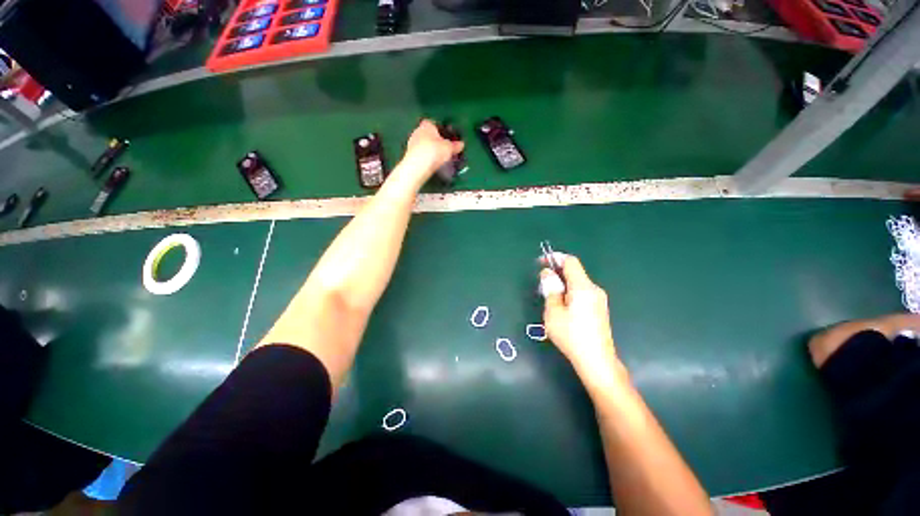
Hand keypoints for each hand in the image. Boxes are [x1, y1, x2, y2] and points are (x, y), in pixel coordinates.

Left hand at [402, 119, 464, 179]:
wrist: (418, 166)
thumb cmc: (434, 151)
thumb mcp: (449, 148)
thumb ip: (455, 146)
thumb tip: (461, 144)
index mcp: (427, 125)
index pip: (434, 123)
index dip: (441, 130)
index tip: (447, 137)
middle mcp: (417, 131)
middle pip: (429, 134)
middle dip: (436, 141)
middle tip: (445, 149)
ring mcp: (412, 143)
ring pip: (424, 144)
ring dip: (431, 150)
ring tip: (440, 159)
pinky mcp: (410, 155)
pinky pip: (421, 154)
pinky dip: (426, 158)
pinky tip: (432, 164)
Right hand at [541, 255, 620, 385]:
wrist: (597, 361)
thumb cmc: (571, 336)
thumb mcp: (553, 312)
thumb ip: (550, 290)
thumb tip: (548, 274)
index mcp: (583, 287)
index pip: (571, 262)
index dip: (555, 258)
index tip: (541, 262)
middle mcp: (594, 289)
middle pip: (575, 272)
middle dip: (557, 274)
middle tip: (543, 286)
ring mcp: (599, 299)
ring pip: (578, 283)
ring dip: (563, 284)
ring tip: (551, 300)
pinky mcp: (600, 309)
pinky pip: (583, 293)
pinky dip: (571, 293)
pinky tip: (563, 308)